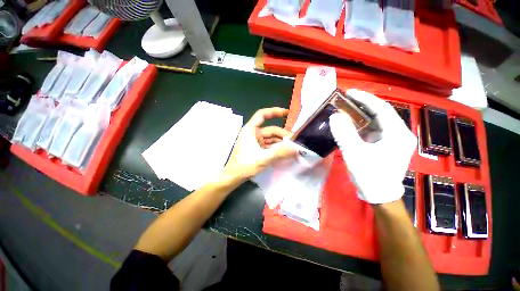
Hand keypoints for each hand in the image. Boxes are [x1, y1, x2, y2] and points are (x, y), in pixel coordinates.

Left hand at [224, 107, 298, 178]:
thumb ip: (280, 152)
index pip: (262, 115)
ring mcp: (255, 142)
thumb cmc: (245, 165)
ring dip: (281, 143)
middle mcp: (253, 134)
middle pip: (271, 130)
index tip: (287, 113)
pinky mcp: (257, 149)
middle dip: (283, 135)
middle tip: (295, 142)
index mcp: (250, 130)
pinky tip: (285, 152)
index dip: (275, 112)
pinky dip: (277, 148)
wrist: (233, 177)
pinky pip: (269, 145)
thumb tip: (296, 148)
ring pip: (271, 138)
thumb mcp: (263, 158)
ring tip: (292, 148)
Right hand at [329, 89, 416, 203]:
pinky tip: (350, 125)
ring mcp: (392, 140)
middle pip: (380, 114)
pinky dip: (360, 126)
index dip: (366, 99)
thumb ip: (345, 134)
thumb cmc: (370, 175)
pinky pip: (372, 131)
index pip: (382, 109)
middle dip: (362, 106)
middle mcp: (399, 134)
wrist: (378, 195)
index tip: (350, 93)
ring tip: (345, 110)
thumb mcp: (355, 154)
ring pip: (376, 122)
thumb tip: (335, 116)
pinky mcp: (385, 145)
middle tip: (345, 101)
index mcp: (398, 134)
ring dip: (360, 116)